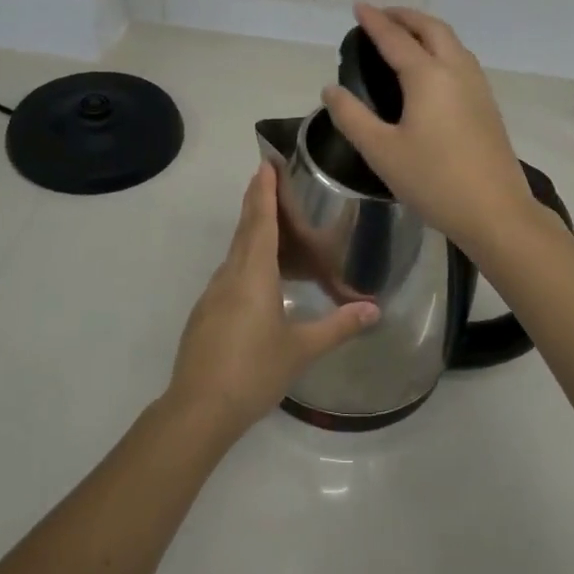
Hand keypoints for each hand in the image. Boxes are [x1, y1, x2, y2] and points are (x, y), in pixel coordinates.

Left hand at [165, 163, 378, 440]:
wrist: (198, 409)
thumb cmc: (253, 371)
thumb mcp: (301, 349)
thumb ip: (338, 326)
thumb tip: (375, 309)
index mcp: (253, 275)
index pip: (261, 222)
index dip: (265, 192)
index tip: (266, 164)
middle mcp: (230, 276)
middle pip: (245, 230)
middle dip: (256, 202)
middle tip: (268, 178)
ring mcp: (213, 295)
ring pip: (235, 253)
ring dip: (251, 231)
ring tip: (273, 225)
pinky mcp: (206, 314)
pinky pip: (229, 274)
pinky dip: (245, 261)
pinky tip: (259, 279)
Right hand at [321, 4, 540, 252]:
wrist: (495, 210)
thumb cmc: (433, 180)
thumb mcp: (381, 151)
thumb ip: (352, 117)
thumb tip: (331, 89)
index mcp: (427, 76)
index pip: (395, 38)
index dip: (374, 21)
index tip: (358, 7)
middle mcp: (456, 70)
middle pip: (431, 28)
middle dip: (405, 16)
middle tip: (382, 15)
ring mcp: (477, 85)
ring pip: (452, 41)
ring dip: (426, 29)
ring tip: (405, 34)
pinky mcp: (487, 103)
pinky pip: (461, 58)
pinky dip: (441, 46)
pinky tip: (432, 67)